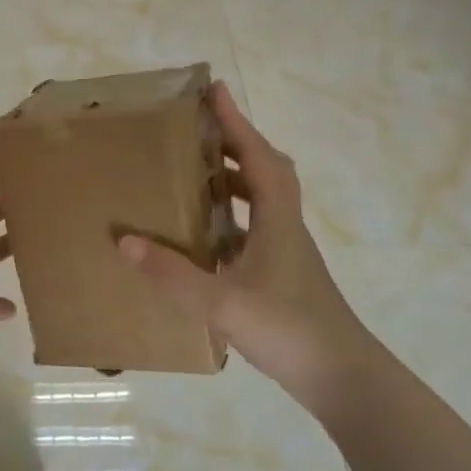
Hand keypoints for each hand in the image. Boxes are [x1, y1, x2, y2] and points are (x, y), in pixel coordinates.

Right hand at [118, 82, 361, 410]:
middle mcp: (284, 228)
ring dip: (230, 183)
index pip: (256, 156)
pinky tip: (201, 241)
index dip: (236, 122)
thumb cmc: (291, 331)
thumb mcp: (224, 303)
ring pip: (259, 203)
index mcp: (277, 220)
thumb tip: (125, 242)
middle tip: (195, 133)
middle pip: (263, 172)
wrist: (344, 380)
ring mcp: (285, 255)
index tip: (214, 90)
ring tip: (191, 178)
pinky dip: (228, 223)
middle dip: (232, 145)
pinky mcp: (281, 278)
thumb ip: (174, 275)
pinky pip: (251, 233)